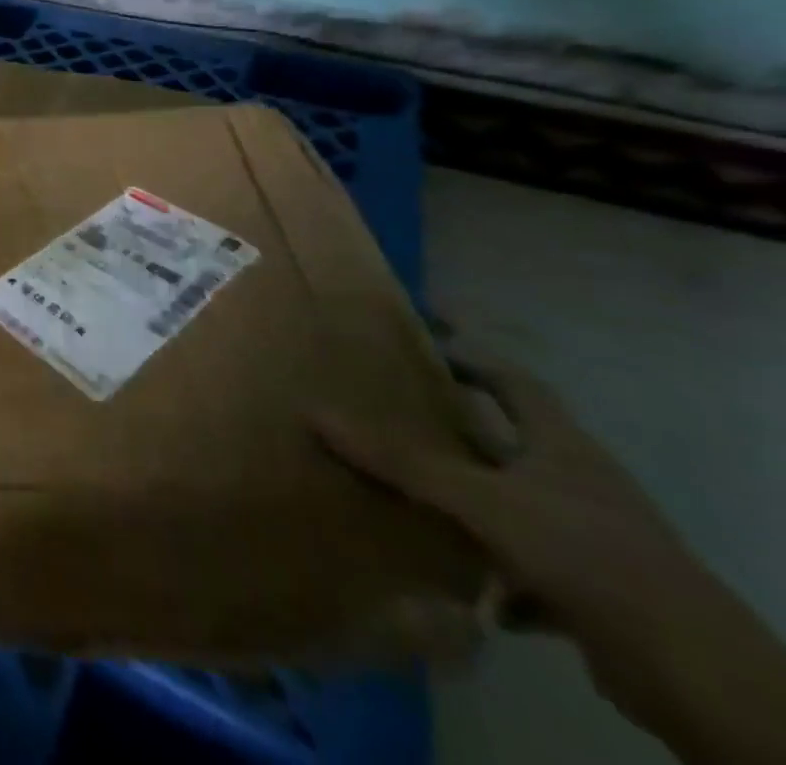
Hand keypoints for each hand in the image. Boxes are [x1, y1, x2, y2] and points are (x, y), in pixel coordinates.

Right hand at [315, 348, 785, 756]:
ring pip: (512, 506)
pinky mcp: (592, 593)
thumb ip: (401, 461)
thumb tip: (314, 414)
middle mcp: (576, 483)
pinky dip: (491, 575)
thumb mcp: (482, 500)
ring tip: (406, 497)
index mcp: (561, 446)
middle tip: (393, 413)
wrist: (692, 672)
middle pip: (508, 443)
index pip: (513, 381)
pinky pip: (525, 570)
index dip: (472, 355)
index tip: (427, 334)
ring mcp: (588, 540)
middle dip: (454, 431)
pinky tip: (455, 585)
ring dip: (467, 504)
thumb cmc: (586, 552)